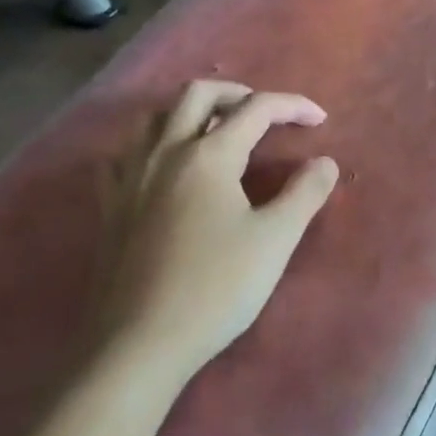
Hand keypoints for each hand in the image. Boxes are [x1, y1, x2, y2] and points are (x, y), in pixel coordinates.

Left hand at [98, 80, 339, 374]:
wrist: (141, 341)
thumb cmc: (217, 287)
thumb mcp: (275, 240)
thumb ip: (305, 193)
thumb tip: (325, 162)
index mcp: (208, 156)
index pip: (256, 109)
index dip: (292, 106)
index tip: (320, 119)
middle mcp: (164, 152)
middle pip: (198, 95)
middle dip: (238, 94)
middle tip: (266, 114)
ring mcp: (130, 177)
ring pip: (156, 117)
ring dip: (191, 112)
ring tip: (217, 132)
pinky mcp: (111, 205)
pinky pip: (125, 154)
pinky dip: (152, 145)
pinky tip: (163, 167)